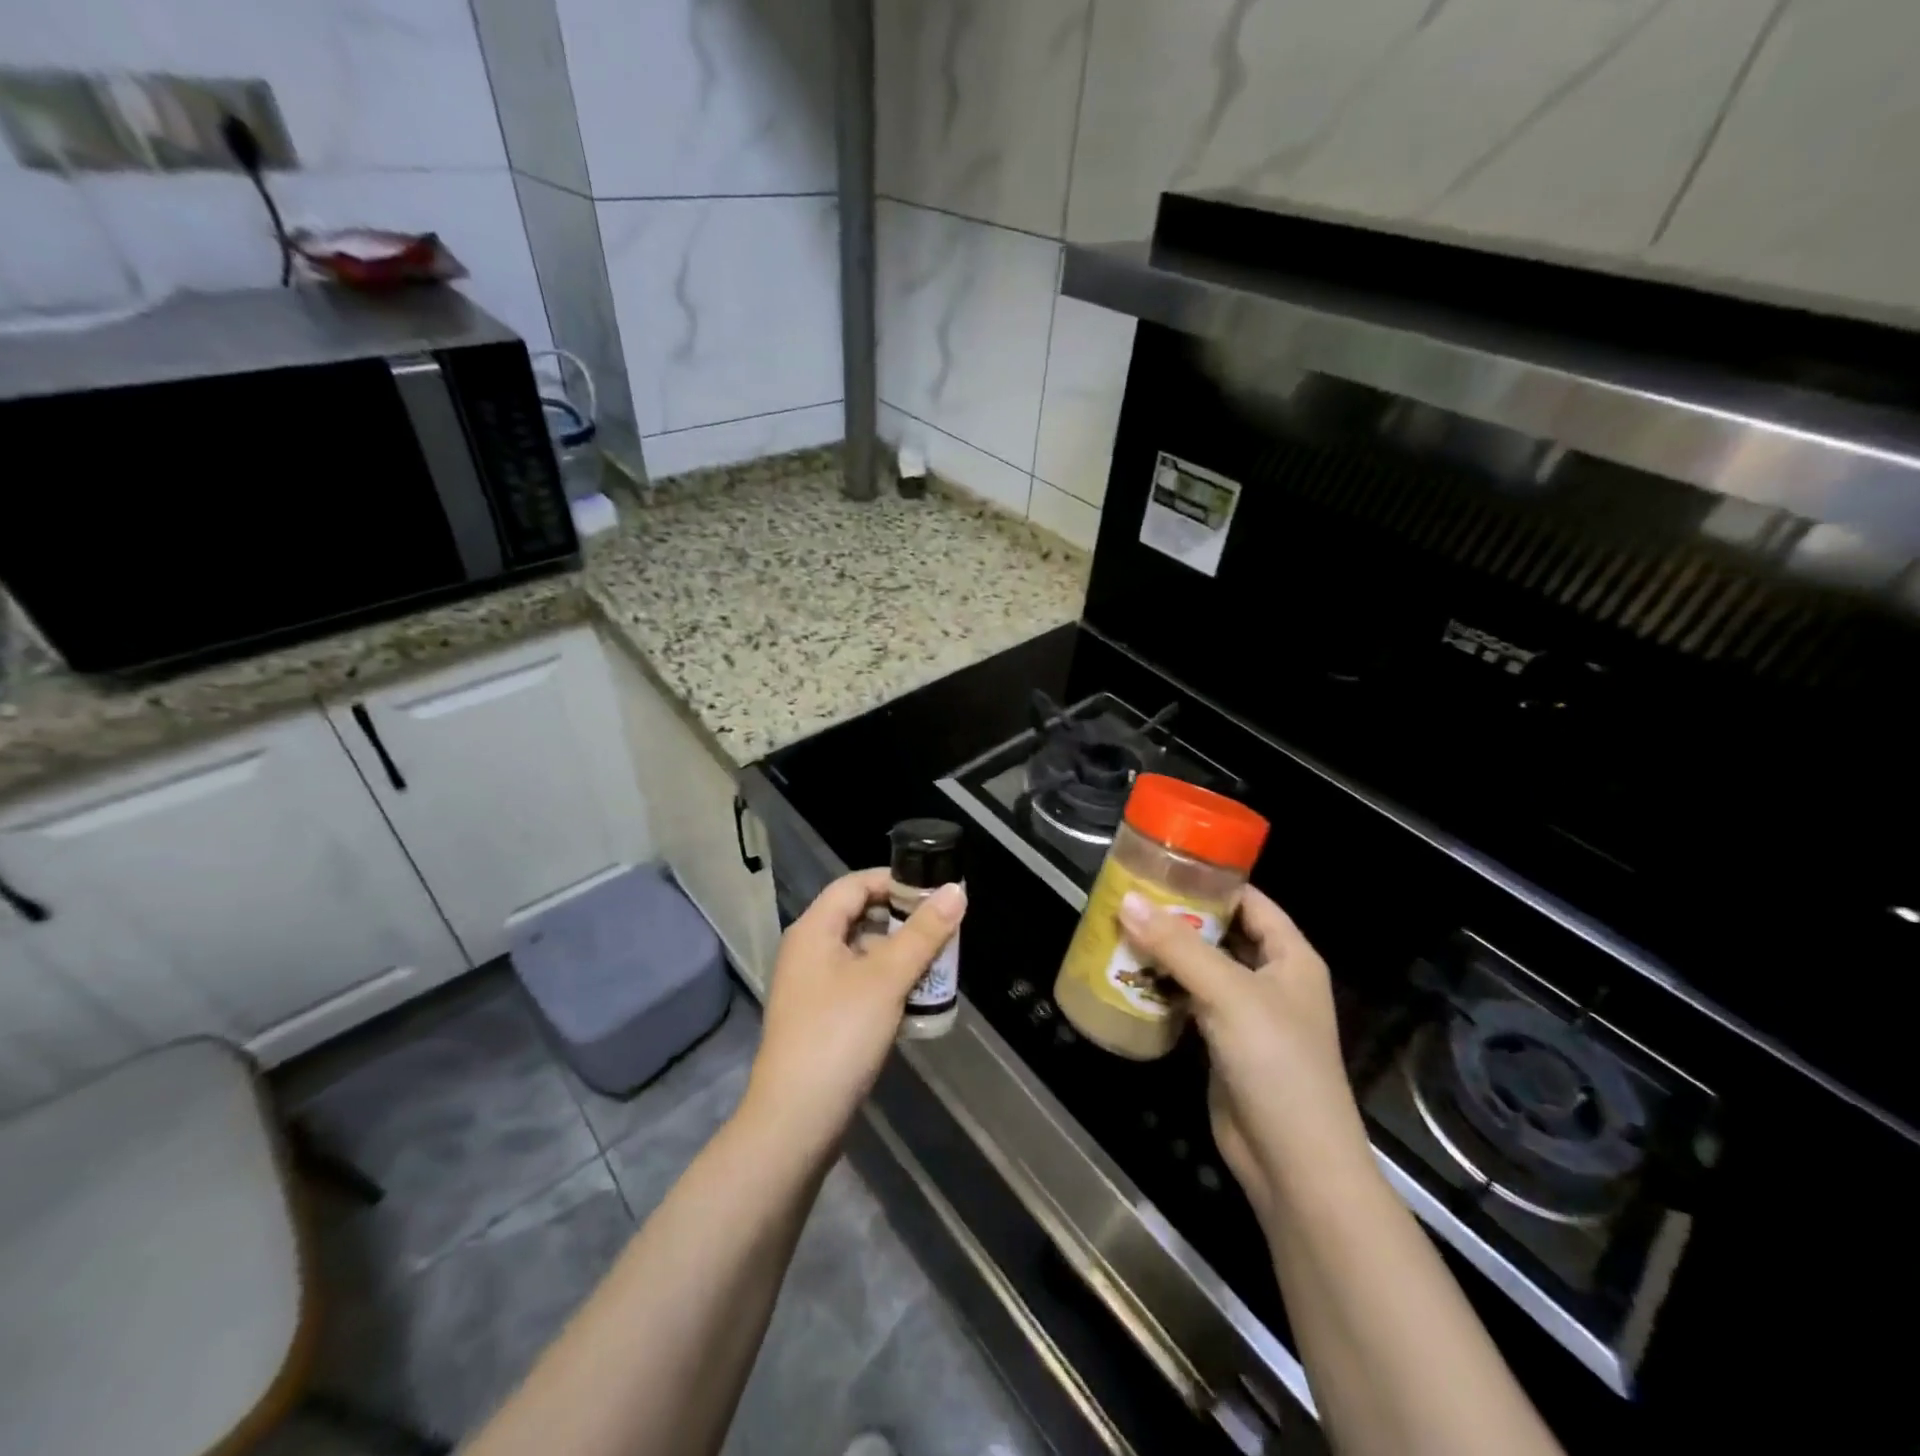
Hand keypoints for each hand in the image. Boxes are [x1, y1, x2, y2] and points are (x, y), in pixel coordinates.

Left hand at [742, 868, 965, 1156]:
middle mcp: (807, 951)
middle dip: (902, 919)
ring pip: (860, 953)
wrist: (795, 1120)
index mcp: (814, 930)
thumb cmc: (839, 1035)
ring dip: (898, 953)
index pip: (855, 884)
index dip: (894, 880)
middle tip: (942, 928)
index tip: (934, 890)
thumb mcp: (887, 978)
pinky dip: (886, 982)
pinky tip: (914, 999)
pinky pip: (857, 984)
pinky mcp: (819, 1018)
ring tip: (937, 962)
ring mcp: (811, 987)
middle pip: (858, 916)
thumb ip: (923, 933)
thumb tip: (955, 890)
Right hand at [1118, 887, 1370, 1215]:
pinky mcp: (1223, 1044)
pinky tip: (1128, 977)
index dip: (1211, 882)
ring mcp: (1247, 1014)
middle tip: (1128, 898)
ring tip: (1118, 930)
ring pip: (1201, 969)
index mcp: (1290, 956)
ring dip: (1165, 954)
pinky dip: (1163, 989)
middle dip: (1177, 917)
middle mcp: (1271, 979)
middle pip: (1220, 933)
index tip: (1163, 865)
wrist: (1293, 1162)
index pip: (1250, 901)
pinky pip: (1189, 1002)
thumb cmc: (1276, 1063)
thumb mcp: (1227, 993)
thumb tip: (1125, 900)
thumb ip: (1176, 945)